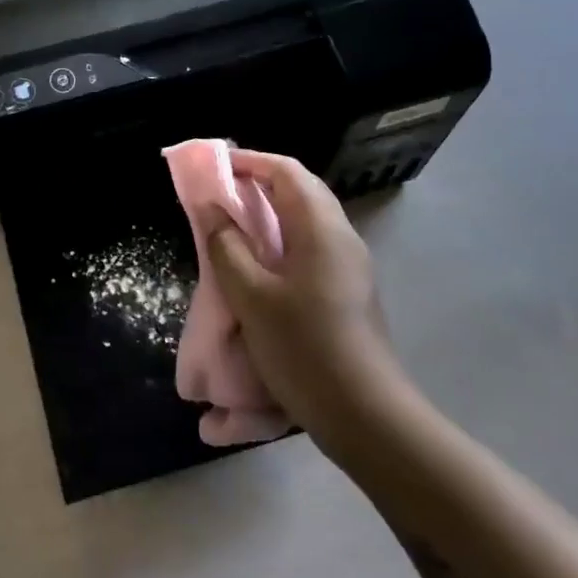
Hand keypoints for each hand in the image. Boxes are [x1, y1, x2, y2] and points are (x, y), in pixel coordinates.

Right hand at [204, 150, 412, 444]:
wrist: (367, 417)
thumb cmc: (305, 348)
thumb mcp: (251, 297)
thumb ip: (226, 246)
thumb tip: (210, 206)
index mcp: (321, 229)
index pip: (287, 171)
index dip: (249, 161)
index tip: (214, 167)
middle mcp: (342, 238)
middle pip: (301, 191)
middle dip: (260, 183)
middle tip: (220, 194)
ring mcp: (350, 267)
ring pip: (307, 221)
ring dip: (270, 214)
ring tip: (234, 227)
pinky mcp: (349, 292)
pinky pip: (312, 248)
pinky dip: (282, 241)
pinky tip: (260, 268)